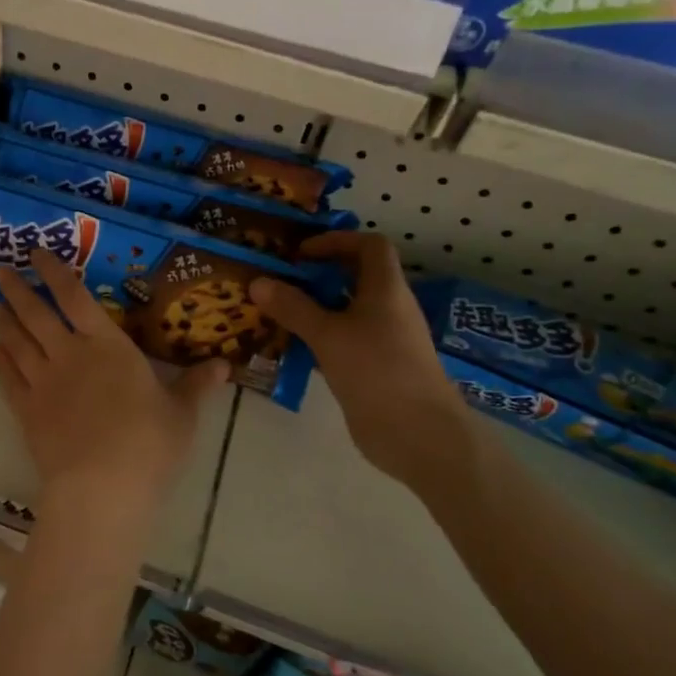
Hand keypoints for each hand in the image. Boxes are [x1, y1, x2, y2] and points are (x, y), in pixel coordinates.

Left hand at [0, 252, 229, 508]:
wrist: (102, 486)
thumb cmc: (149, 444)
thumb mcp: (181, 413)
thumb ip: (196, 385)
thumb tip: (225, 365)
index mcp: (108, 345)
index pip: (75, 297)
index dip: (55, 272)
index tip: (37, 255)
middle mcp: (69, 354)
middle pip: (36, 314)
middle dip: (17, 290)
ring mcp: (43, 383)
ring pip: (16, 342)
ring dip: (3, 321)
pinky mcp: (26, 412)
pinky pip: (7, 379)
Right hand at [250, 234, 468, 487]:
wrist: (417, 434)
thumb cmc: (377, 370)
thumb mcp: (328, 335)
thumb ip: (293, 307)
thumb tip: (257, 281)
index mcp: (386, 289)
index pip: (369, 245)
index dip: (337, 240)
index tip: (301, 253)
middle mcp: (387, 309)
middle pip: (353, 278)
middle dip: (316, 276)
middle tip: (277, 281)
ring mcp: (381, 340)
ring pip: (343, 312)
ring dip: (312, 309)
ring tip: (273, 312)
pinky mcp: (372, 368)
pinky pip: (340, 341)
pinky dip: (316, 338)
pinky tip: (288, 347)